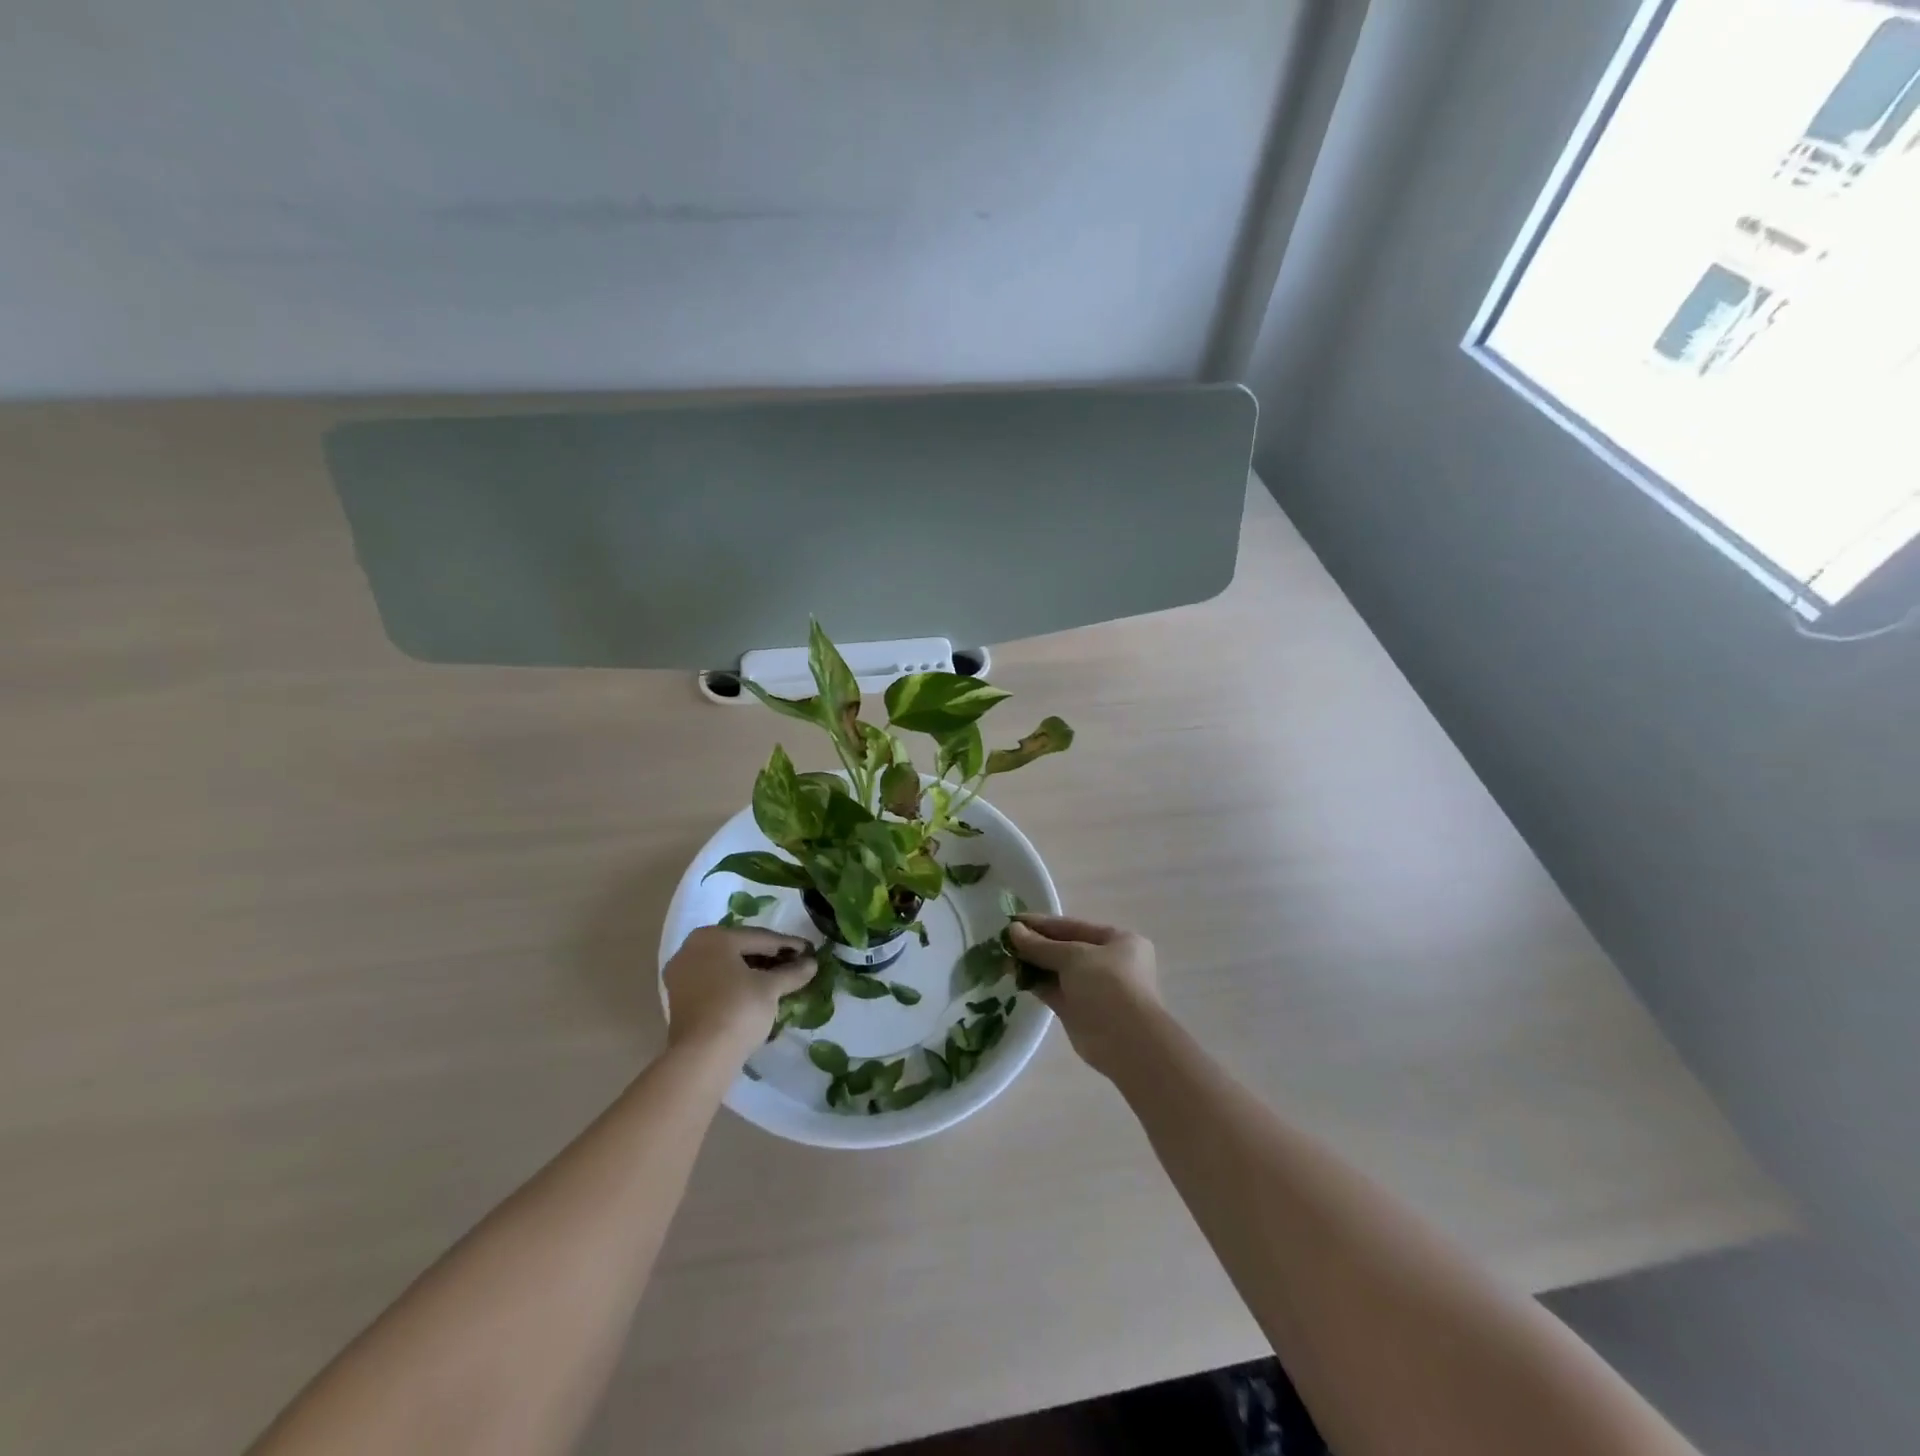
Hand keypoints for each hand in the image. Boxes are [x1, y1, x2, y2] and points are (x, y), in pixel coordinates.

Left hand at [663, 926, 816, 1060]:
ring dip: (753, 970)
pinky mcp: (680, 997)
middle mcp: (692, 948)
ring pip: (726, 965)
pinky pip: (715, 980)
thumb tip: (812, 963)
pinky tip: (757, 991)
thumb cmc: (738, 1010)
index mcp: (713, 937)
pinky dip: (736, 983)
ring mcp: (681, 973)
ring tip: (780, 978)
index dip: (788, 945)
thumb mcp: (770, 988)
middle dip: (770, 957)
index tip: (809, 950)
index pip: (760, 937)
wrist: (701, 1057)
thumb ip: (792, 972)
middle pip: (741, 948)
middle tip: (796, 963)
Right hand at [1008, 914, 1161, 1077]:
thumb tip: (1012, 930)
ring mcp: (1093, 988)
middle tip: (1004, 940)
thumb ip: (1041, 945)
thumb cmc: (1108, 985)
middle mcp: (1108, 962)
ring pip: (1058, 971)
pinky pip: (1054, 991)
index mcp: (1118, 941)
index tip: (1013, 920)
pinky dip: (1036, 983)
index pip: (1074, 926)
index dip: (1043, 923)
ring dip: (1033, 964)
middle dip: (1036, 944)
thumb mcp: (1074, 956)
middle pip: (1065, 949)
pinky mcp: (1079, 1011)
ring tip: (1003, 957)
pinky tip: (1013, 976)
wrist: (1126, 1041)